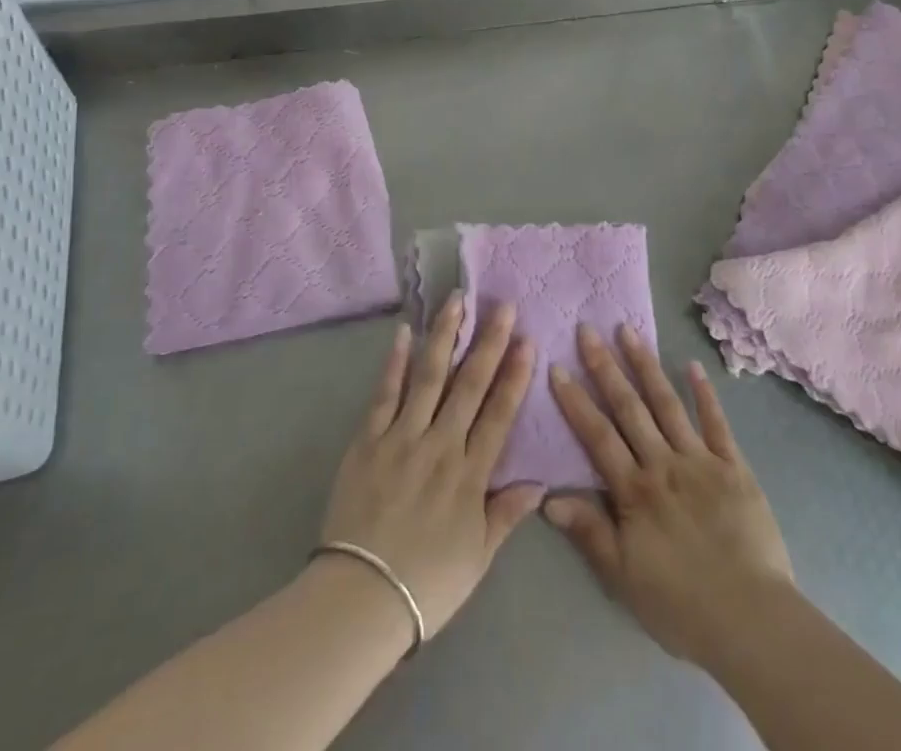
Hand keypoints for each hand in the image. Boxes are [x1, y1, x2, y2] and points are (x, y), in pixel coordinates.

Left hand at [320, 293, 541, 642]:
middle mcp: (441, 445)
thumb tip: (540, 482)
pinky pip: (385, 393)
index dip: (515, 375)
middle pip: (469, 385)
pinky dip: (395, 361)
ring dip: (444, 336)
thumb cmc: (426, 584)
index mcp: (470, 474)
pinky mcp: (368, 439)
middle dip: (488, 342)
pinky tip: (404, 332)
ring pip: (429, 376)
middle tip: (502, 305)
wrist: (360, 599)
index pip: (499, 414)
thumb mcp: (478, 557)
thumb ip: (506, 513)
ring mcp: (402, 437)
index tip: (527, 340)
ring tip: (456, 301)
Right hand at [545, 323, 794, 667]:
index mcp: (635, 490)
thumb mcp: (624, 577)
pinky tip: (693, 365)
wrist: (752, 621)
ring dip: (646, 365)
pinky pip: (716, 423)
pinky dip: (704, 393)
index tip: (557, 366)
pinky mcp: (734, 466)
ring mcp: (700, 460)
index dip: (576, 401)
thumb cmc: (681, 605)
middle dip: (606, 366)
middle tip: (588, 329)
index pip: (598, 435)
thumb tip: (547, 496)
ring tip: (628, 330)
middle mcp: (663, 464)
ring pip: (667, 404)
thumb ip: (588, 531)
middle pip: (629, 408)